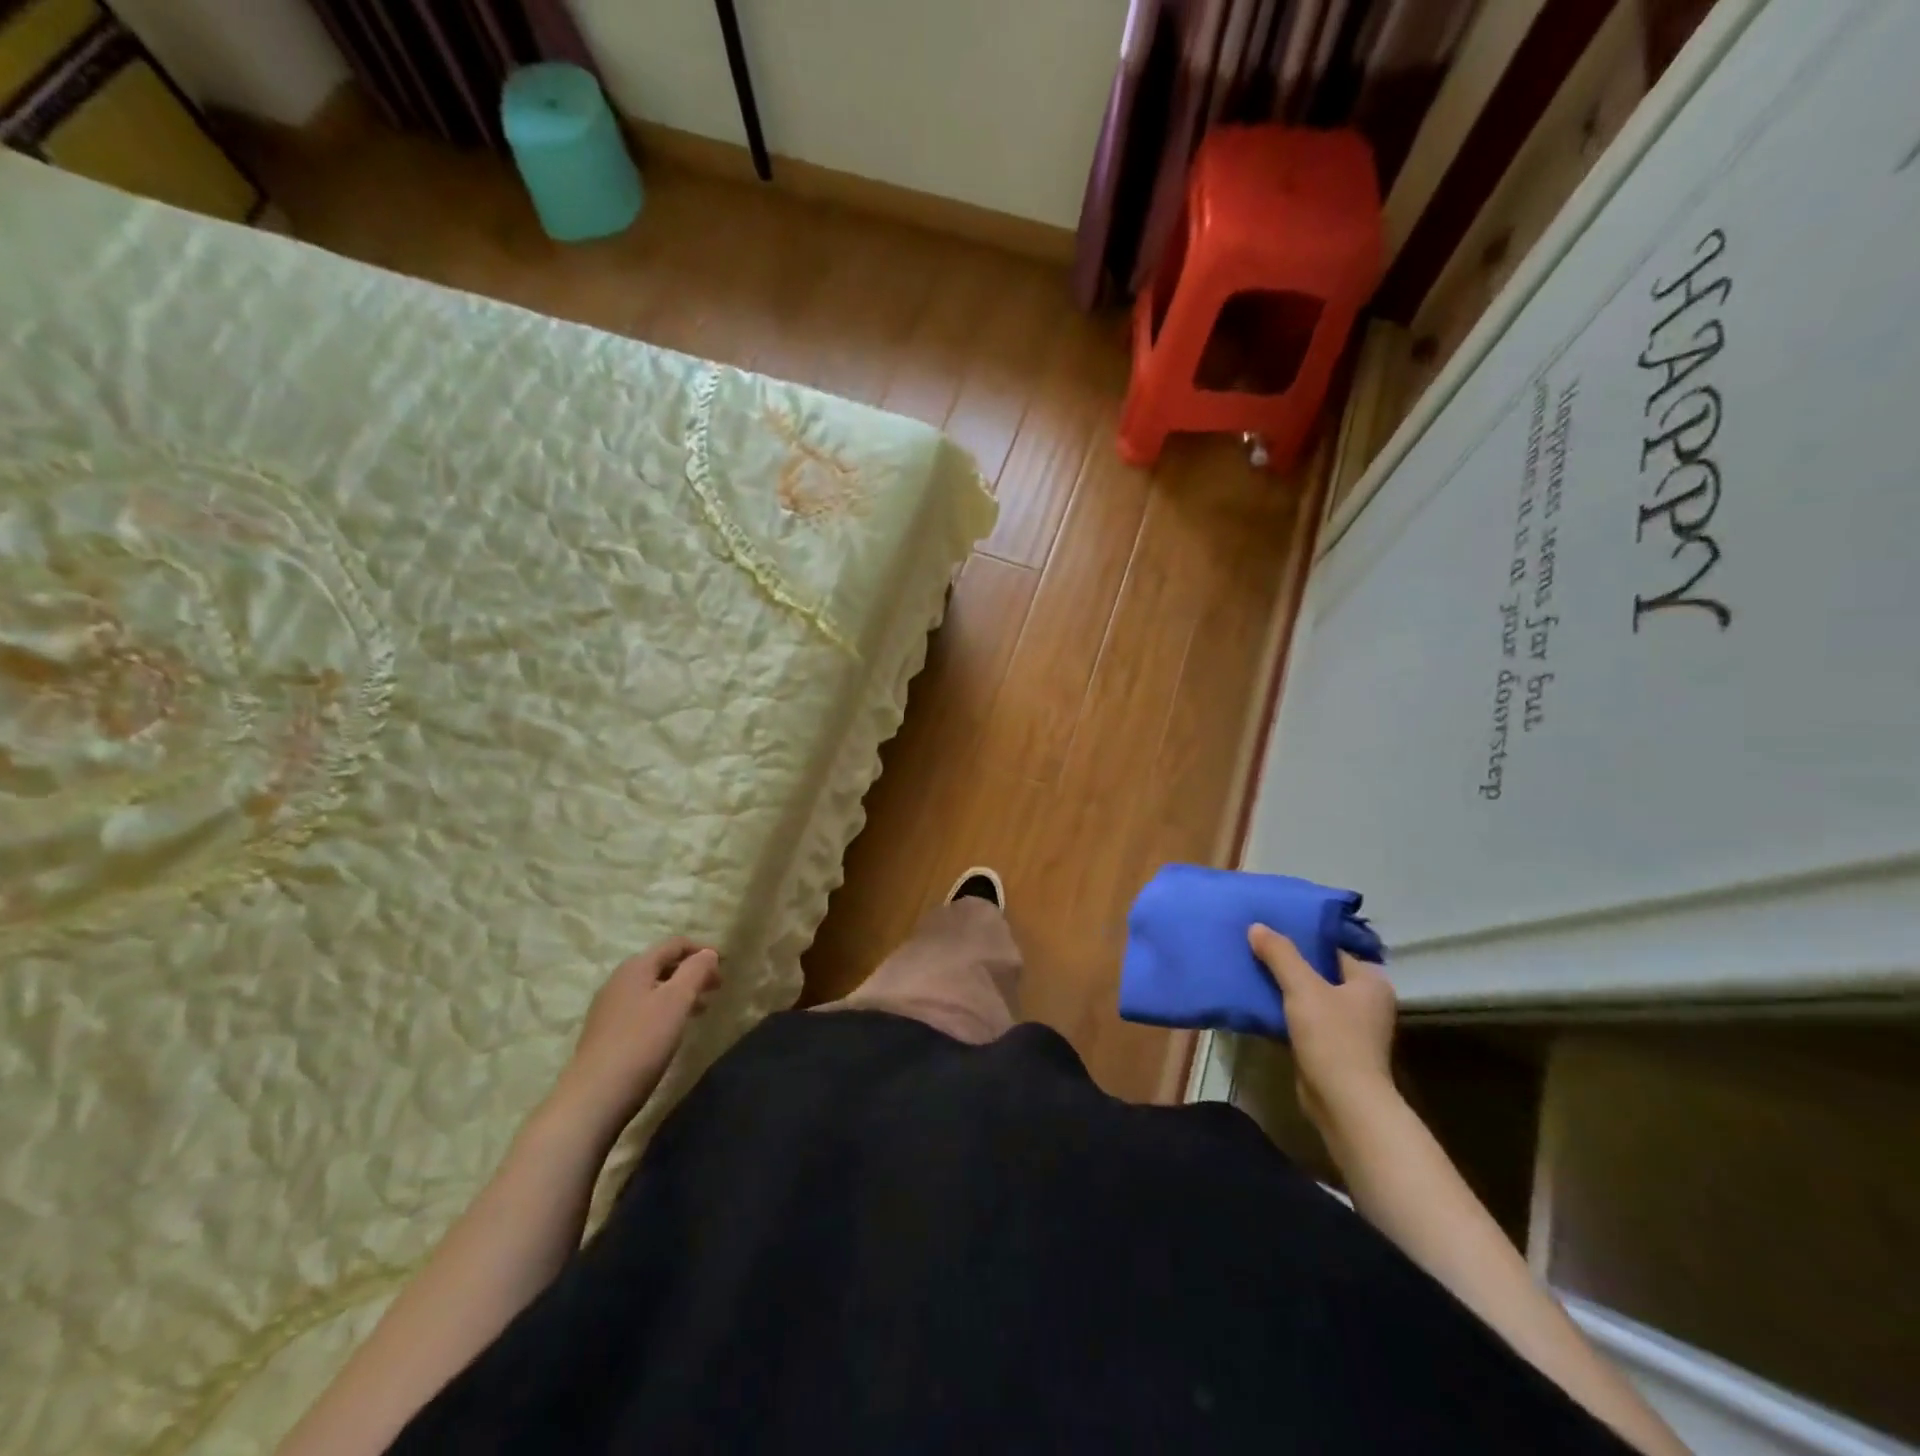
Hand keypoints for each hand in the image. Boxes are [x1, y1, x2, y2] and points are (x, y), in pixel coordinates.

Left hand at [552, 937, 721, 1133]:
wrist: (594, 1097)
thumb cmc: (642, 1042)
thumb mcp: (676, 1001)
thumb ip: (695, 971)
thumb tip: (708, 953)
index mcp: (636, 967)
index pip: (674, 945)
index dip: (702, 950)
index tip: (725, 965)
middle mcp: (619, 981)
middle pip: (662, 965)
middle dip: (692, 973)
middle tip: (716, 989)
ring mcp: (609, 1008)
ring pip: (652, 989)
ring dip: (679, 993)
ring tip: (700, 1010)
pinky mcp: (605, 1033)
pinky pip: (642, 1009)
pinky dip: (664, 1010)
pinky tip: (672, 1031)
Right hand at [1248, 925, 1396, 1134]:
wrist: (1344, 1103)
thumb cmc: (1333, 1038)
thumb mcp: (1302, 987)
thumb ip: (1280, 954)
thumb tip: (1256, 926)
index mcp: (1370, 981)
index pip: (1331, 949)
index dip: (1300, 938)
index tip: (1269, 929)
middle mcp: (1365, 1001)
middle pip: (1319, 971)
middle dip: (1288, 963)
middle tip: (1254, 946)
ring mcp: (1350, 1027)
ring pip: (1309, 996)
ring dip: (1284, 987)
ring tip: (1251, 969)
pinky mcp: (1333, 1048)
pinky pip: (1304, 1019)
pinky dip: (1284, 1011)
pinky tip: (1258, 1002)